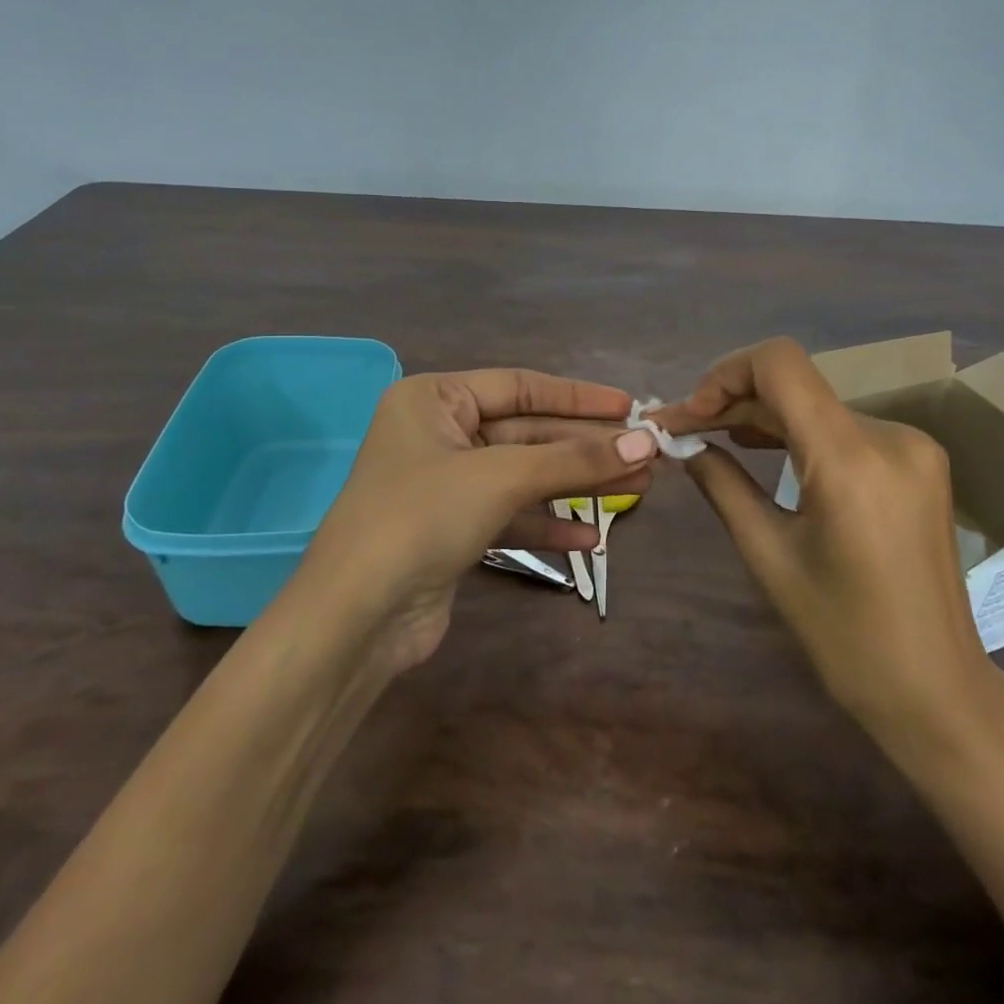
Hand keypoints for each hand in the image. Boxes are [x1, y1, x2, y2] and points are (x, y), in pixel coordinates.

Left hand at [299, 370, 657, 670]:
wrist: (358, 616)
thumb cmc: (423, 517)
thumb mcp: (502, 477)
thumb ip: (574, 459)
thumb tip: (646, 443)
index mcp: (435, 400)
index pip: (520, 386)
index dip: (578, 397)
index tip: (629, 407)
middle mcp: (438, 434)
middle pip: (527, 433)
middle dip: (584, 447)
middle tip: (645, 454)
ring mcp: (445, 485)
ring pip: (523, 476)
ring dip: (575, 485)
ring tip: (635, 490)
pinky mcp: (453, 530)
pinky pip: (510, 516)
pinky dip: (548, 526)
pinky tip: (590, 540)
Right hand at [651, 339, 1003, 762]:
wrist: (936, 688)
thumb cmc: (844, 635)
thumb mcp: (768, 556)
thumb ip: (722, 484)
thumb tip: (683, 443)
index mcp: (851, 458)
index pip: (781, 364)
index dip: (725, 373)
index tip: (691, 414)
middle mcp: (890, 434)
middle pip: (795, 386)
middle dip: (732, 401)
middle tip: (681, 429)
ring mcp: (911, 446)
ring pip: (816, 405)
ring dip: (762, 415)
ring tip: (712, 436)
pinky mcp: (917, 462)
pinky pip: (843, 428)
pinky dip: (798, 433)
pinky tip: (762, 447)